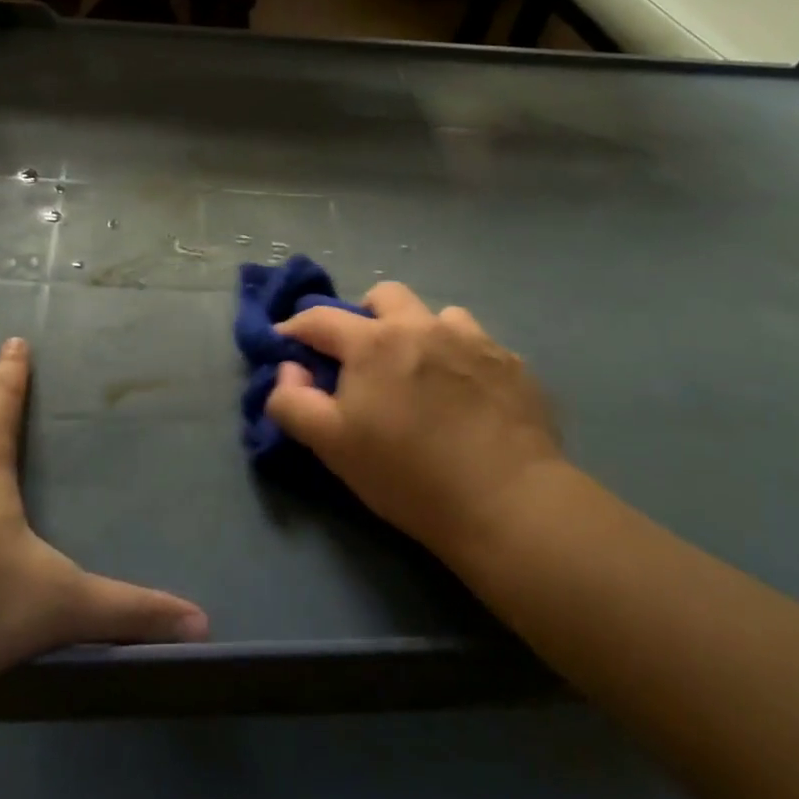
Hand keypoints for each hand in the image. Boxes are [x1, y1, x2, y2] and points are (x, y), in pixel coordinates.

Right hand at [266, 283, 565, 565]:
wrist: (508, 503)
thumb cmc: (408, 475)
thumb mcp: (332, 446)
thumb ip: (293, 401)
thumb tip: (290, 368)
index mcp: (374, 342)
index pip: (320, 318)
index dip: (295, 328)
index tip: (287, 345)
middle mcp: (423, 326)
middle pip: (384, 295)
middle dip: (364, 316)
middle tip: (364, 358)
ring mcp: (473, 339)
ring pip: (436, 316)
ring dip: (420, 333)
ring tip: (423, 375)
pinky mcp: (511, 362)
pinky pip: (476, 343)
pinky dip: (460, 358)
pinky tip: (466, 395)